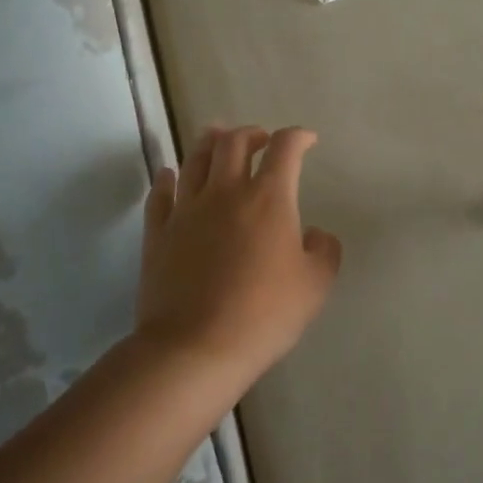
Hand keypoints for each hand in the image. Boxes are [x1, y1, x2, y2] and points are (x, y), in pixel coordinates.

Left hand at [136, 126, 341, 393]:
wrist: (196, 348)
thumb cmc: (265, 314)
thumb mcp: (316, 284)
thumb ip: (324, 250)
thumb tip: (313, 234)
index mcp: (269, 198)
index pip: (285, 149)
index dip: (299, 137)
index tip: (308, 140)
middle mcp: (226, 192)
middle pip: (234, 143)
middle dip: (252, 133)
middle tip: (262, 139)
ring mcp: (187, 210)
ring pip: (195, 159)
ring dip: (210, 143)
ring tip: (218, 138)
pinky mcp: (158, 233)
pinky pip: (161, 193)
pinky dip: (168, 178)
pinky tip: (170, 174)